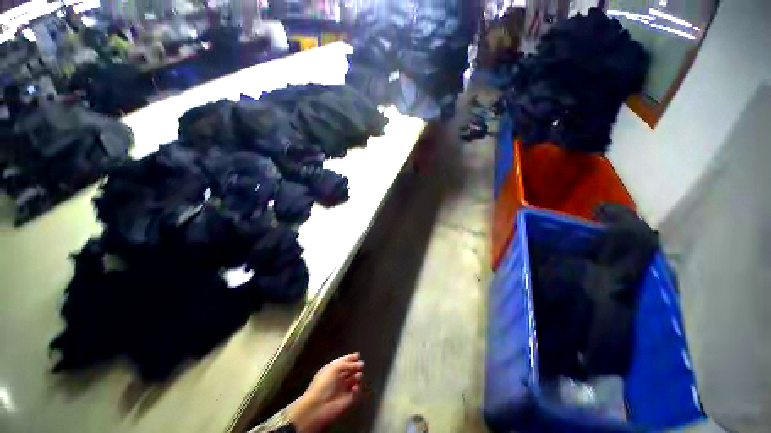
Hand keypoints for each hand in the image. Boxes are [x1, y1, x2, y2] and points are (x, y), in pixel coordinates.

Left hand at [287, 352, 363, 431]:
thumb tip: (359, 363)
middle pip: (350, 370)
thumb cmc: (324, 383)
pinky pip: (356, 393)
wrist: (318, 406)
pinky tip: (355, 387)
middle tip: (361, 365)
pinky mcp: (348, 400)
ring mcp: (343, 389)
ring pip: (354, 380)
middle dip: (355, 366)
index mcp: (332, 370)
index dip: (351, 358)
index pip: (343, 362)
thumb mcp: (334, 368)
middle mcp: (338, 378)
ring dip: (357, 376)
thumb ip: (347, 363)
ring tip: (358, 375)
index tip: (358, 355)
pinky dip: (357, 389)